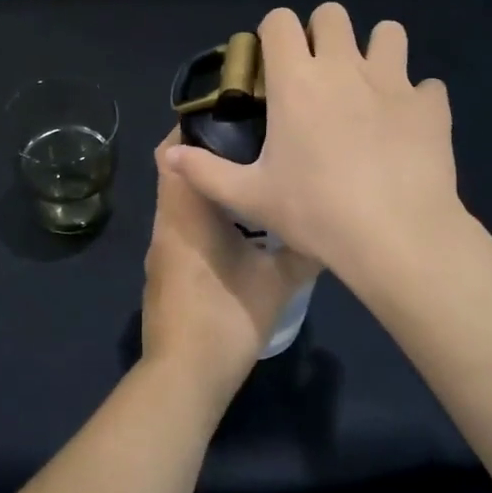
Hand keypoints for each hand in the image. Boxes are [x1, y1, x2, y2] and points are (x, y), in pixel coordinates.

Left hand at [141, 132, 319, 410]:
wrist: (183, 377)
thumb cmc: (227, 319)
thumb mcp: (277, 283)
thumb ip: (302, 251)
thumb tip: (330, 229)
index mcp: (185, 213)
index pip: (172, 152)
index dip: (193, 128)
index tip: (228, 115)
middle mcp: (166, 222)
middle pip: (176, 172)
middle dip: (207, 154)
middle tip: (251, 142)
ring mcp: (161, 249)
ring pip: (178, 201)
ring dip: (206, 187)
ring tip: (250, 178)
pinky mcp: (164, 271)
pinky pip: (180, 226)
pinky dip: (201, 215)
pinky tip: (236, 226)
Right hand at [163, 4, 465, 287]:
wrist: (397, 236)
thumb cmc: (315, 212)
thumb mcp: (251, 196)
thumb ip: (205, 171)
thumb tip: (168, 155)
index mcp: (296, 81)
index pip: (280, 20)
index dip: (273, 32)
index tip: (272, 61)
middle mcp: (343, 66)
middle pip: (333, 13)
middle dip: (322, 32)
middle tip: (318, 71)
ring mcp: (393, 82)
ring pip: (389, 32)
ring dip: (376, 49)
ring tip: (368, 85)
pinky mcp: (431, 105)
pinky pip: (427, 86)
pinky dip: (416, 99)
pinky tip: (407, 126)